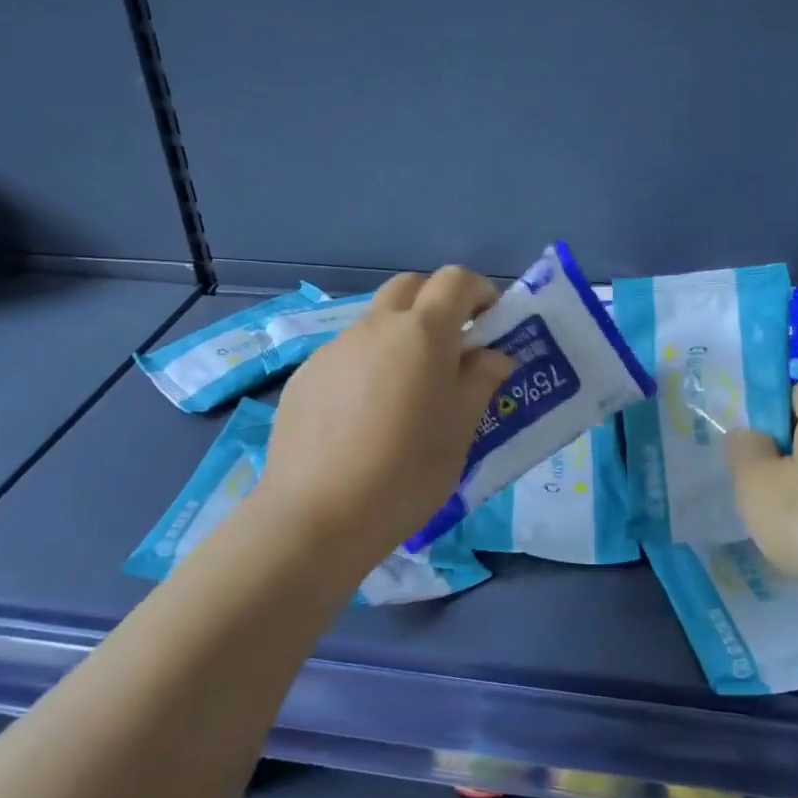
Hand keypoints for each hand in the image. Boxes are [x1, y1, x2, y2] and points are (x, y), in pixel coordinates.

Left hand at [256, 267, 514, 560]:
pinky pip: (346, 357)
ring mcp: (333, 350)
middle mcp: (374, 327)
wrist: (319, 516)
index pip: (455, 281)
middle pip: (409, 288)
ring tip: (406, 394)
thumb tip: (492, 356)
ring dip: (399, 338)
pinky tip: (363, 420)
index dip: (479, 292)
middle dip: (436, 303)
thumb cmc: (407, 473)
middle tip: (452, 348)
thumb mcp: (461, 429)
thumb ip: (480, 380)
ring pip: (374, 323)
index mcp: (422, 333)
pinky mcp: (304, 377)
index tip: (490, 323)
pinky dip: (367, 368)